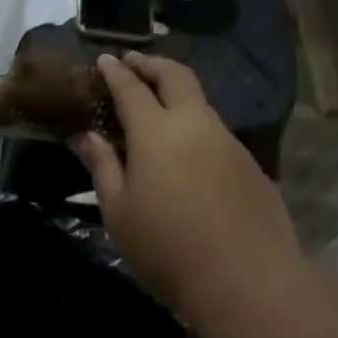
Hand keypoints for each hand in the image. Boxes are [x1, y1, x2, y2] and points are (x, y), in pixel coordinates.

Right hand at [73, 52, 302, 316]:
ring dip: (177, 95)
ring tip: (158, 108)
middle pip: (176, 76)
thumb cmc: (166, 246)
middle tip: (134, 63)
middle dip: (152, 64)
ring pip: (201, 103)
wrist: (245, 277)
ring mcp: (229, 142)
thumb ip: (103, 166)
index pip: (131, 88)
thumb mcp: (118, 211)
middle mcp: (196, 125)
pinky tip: (188, 153)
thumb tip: (86, 135)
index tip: (104, 60)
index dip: (115, 72)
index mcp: (156, 132)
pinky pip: (217, 133)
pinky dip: (196, 127)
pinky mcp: (251, 165)